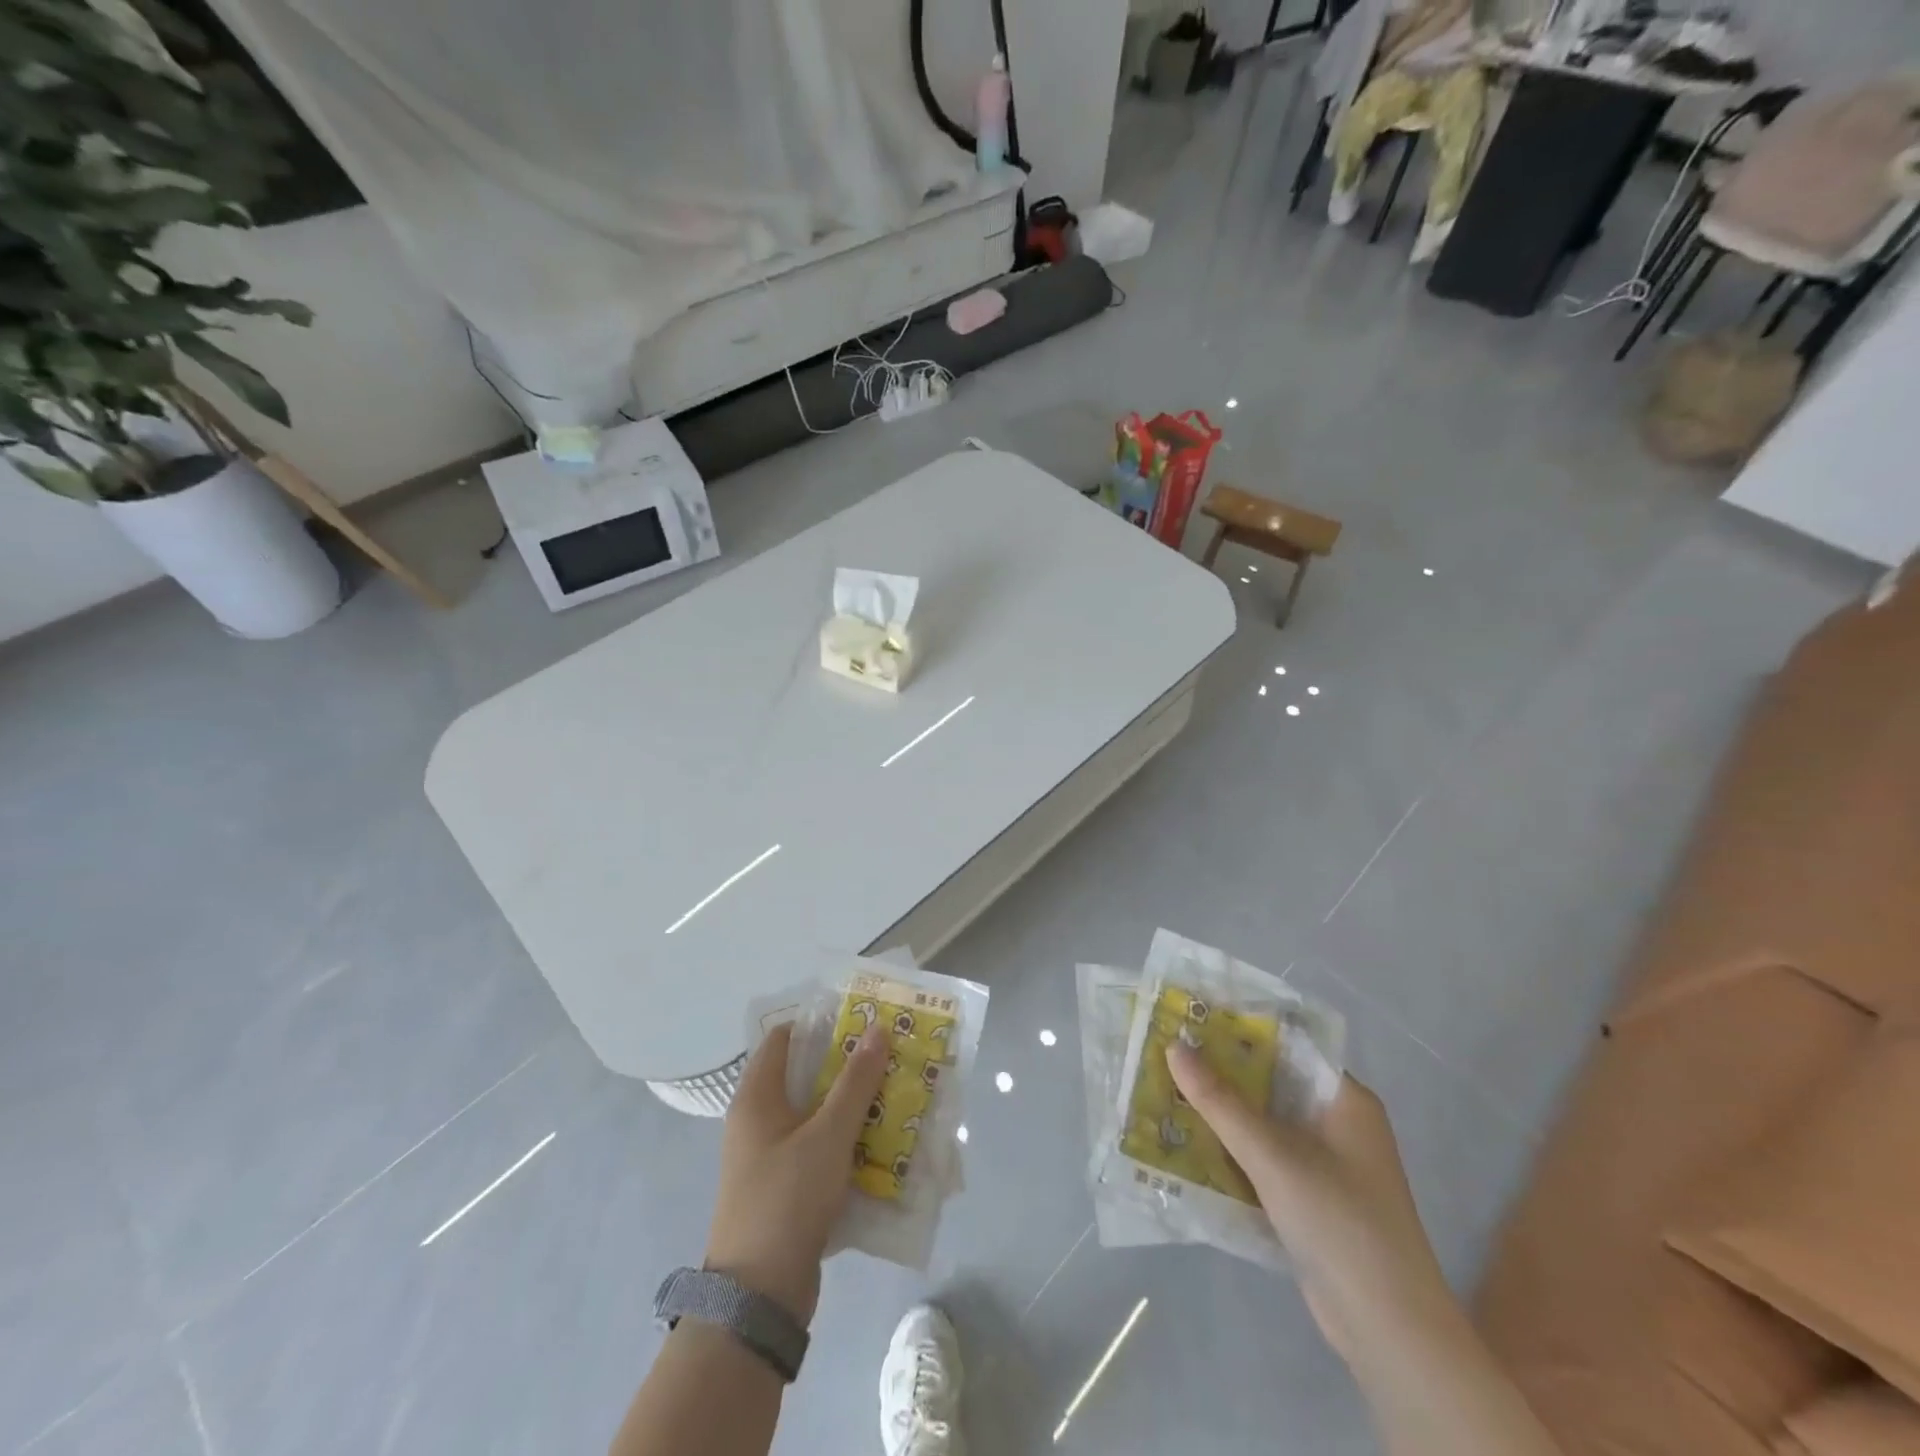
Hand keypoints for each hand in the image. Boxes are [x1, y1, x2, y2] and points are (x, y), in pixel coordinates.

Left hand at [704, 1022, 888, 1325]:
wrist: (759, 1298)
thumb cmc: (787, 1199)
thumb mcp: (828, 1135)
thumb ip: (856, 1082)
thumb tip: (877, 1029)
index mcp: (757, 1098)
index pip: (784, 1038)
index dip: (821, 1023)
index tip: (862, 1018)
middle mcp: (759, 1121)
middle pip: (805, 1076)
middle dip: (848, 1065)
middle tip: (890, 1054)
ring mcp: (771, 1157)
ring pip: (817, 1115)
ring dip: (853, 1104)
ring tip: (896, 1091)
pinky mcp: (787, 1188)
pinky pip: (820, 1149)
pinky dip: (847, 1140)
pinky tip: (883, 1141)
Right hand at [1167, 1043, 1451, 1357]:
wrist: (1388, 1330)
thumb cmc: (1339, 1222)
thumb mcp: (1273, 1155)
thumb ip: (1220, 1102)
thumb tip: (1174, 1047)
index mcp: (1345, 1099)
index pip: (1287, 1046)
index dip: (1240, 1029)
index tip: (1191, 1019)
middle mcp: (1337, 1123)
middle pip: (1271, 1084)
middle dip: (1221, 1072)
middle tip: (1167, 1053)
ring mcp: (1326, 1164)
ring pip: (1264, 1123)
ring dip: (1222, 1114)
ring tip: (1166, 1090)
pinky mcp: (1311, 1199)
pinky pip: (1264, 1158)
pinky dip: (1232, 1150)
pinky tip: (1189, 1143)